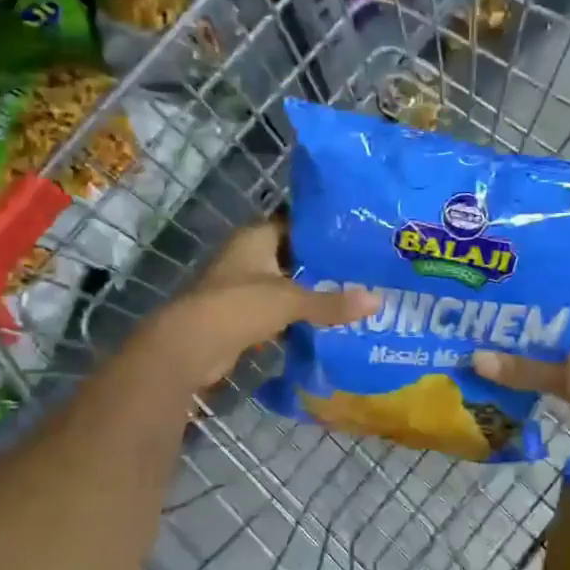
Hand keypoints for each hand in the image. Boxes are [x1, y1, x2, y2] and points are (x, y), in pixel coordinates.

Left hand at [135, 222, 375, 389]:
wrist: (191, 347)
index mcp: (256, 238)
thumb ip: (332, 302)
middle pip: (293, 256)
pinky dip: (298, 317)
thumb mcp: (290, 300)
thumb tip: (378, 302)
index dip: (324, 229)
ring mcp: (243, 286)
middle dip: (324, 265)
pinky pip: (278, 311)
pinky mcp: (243, 315)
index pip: (296, 223)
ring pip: (286, 285)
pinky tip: (328, 323)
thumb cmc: (239, 306)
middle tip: (364, 269)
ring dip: (312, 293)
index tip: (357, 236)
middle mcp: (248, 256)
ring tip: (354, 295)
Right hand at [472, 302, 569, 448]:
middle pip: (555, 318)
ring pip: (557, 343)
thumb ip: (524, 370)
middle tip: (483, 318)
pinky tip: (515, 370)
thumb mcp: (569, 379)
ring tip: (491, 342)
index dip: (531, 289)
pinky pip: (562, 364)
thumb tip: (475, 358)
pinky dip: (542, 366)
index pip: (561, 290)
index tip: (498, 290)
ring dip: (531, 346)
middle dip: (523, 321)